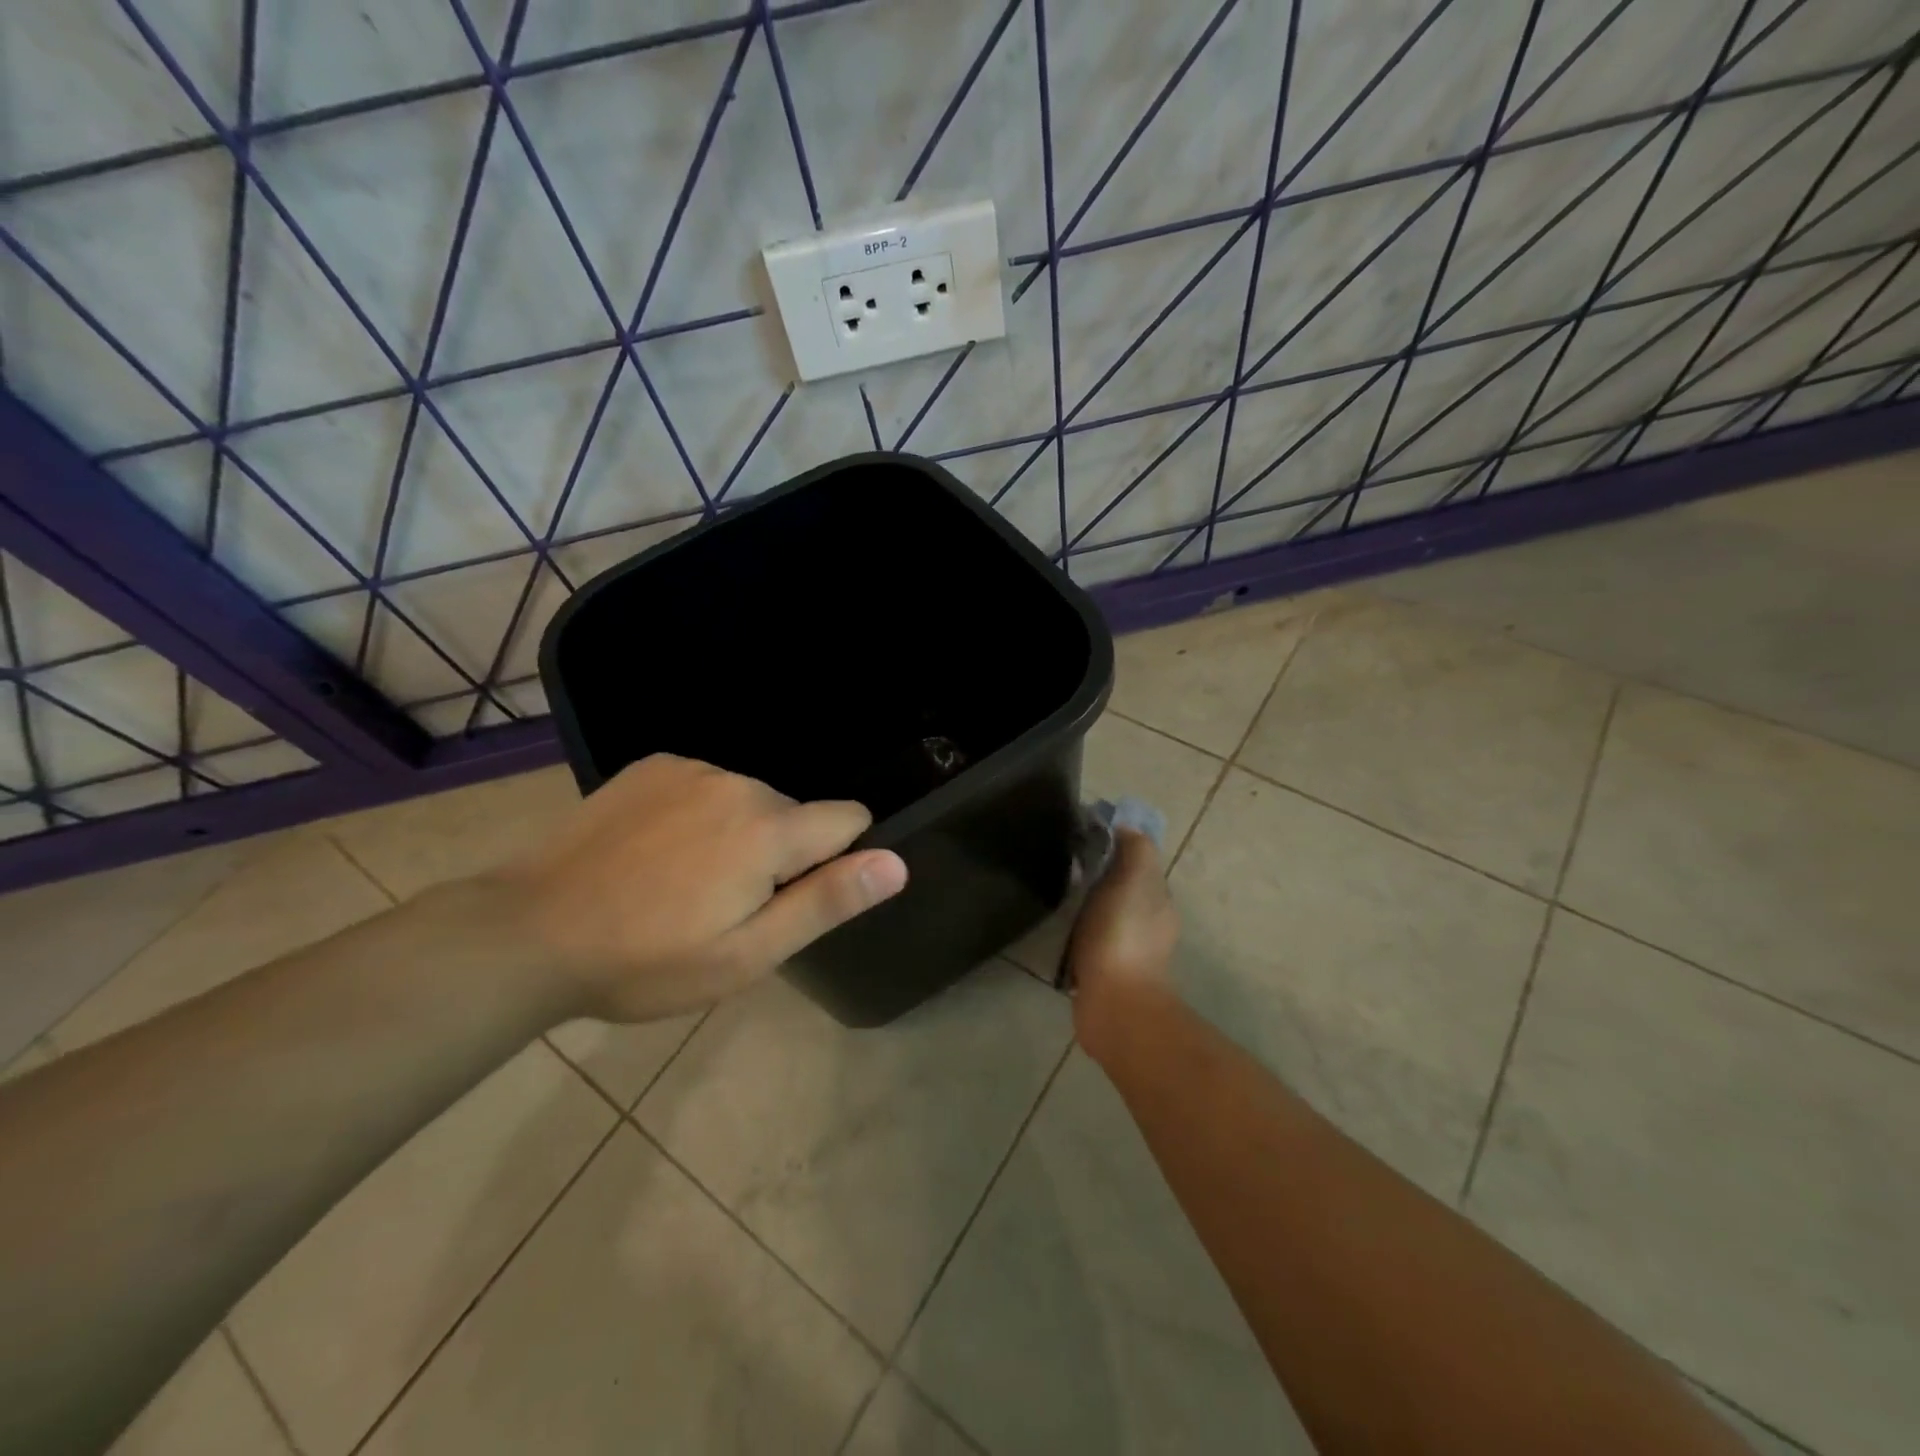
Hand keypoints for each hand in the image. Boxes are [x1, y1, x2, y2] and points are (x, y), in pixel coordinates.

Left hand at [490, 754, 907, 1021]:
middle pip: (796, 814)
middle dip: (781, 854)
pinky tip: (656, 851)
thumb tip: (896, 863)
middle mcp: (738, 782)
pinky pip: (707, 786)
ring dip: (740, 834)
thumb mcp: (746, 954)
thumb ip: (826, 902)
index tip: (792, 898)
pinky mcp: (654, 764)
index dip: (837, 861)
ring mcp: (692, 767)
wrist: (528, 932)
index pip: (849, 820)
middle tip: (725, 907)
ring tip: (685, 882)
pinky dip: (700, 814)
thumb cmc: (647, 960)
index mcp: (769, 829)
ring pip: (751, 800)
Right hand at [1066, 829, 1180, 1061]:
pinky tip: (1060, 931)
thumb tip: (1125, 829)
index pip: (1138, 861)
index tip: (1083, 836)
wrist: (1114, 1002)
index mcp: (1158, 899)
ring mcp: (1129, 953)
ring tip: (1059, 896)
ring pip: (1107, 915)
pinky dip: (1079, 934)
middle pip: (1122, 888)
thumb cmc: (1122, 934)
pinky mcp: (1106, 975)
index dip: (1115, 846)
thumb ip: (1135, 849)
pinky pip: (1091, 943)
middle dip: (1099, 875)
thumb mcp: (1134, 877)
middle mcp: (1149, 924)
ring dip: (1088, 906)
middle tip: (1065, 864)